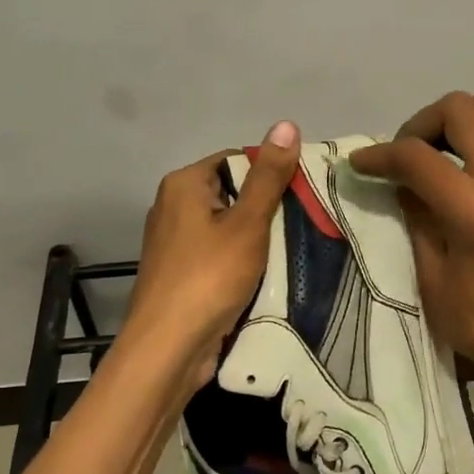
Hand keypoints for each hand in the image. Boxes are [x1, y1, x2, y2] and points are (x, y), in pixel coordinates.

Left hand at [124, 120, 300, 390]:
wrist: (168, 349)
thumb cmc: (209, 277)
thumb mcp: (248, 223)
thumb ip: (269, 176)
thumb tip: (286, 124)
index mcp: (184, 184)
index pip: (238, 160)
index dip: (272, 174)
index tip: (303, 196)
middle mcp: (173, 205)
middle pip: (234, 192)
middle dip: (267, 208)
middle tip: (304, 223)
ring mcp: (175, 241)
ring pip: (229, 226)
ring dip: (258, 237)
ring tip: (291, 249)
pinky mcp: (181, 271)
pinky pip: (220, 253)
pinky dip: (242, 259)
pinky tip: (266, 274)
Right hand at [349, 92, 473, 386]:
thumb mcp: (433, 278)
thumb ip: (416, 219)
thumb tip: (401, 182)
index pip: (418, 156)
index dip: (380, 155)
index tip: (360, 164)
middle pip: (459, 108)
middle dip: (421, 123)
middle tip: (404, 156)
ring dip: (453, 121)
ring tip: (433, 155)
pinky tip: (466, 162)